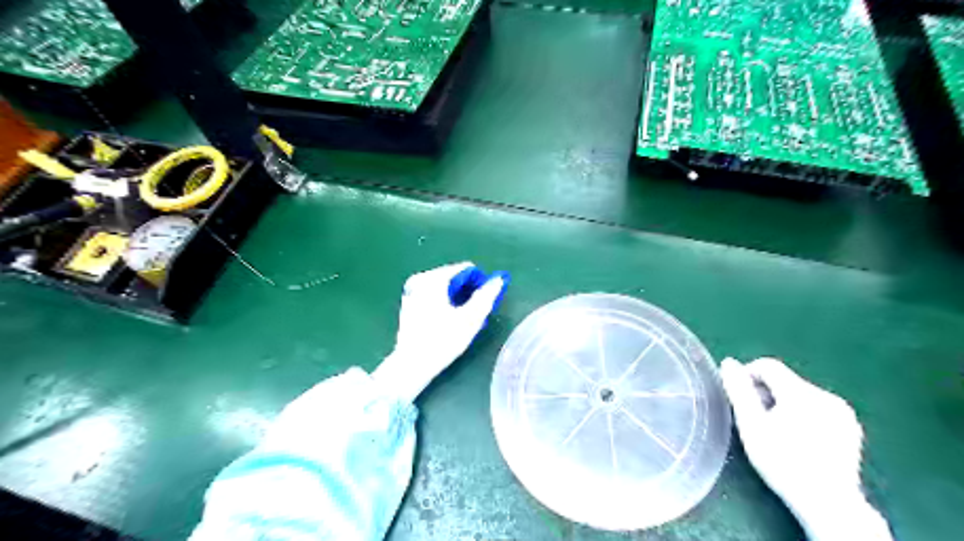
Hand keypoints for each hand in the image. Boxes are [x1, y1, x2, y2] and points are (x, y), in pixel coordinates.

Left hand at [369, 262, 506, 401]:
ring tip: (464, 319)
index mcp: (434, 279)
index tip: (485, 302)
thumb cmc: (443, 341)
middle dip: (468, 291)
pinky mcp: (409, 304)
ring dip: (457, 298)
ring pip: (444, 287)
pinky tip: (449, 321)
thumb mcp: (470, 318)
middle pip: (454, 277)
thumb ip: (487, 296)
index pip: (466, 269)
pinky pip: (433, 295)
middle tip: (476, 313)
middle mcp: (421, 279)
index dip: (480, 283)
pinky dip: (444, 302)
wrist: (412, 365)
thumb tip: (499, 279)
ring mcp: (412, 291)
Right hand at [718, 358, 892, 539]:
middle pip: (785, 380)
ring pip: (801, 394)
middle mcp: (826, 396)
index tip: (739, 397)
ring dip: (783, 404)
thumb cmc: (782, 461)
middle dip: (765, 393)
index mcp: (801, 392)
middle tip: (754, 418)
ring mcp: (842, 412)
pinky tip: (797, 438)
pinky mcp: (851, 428)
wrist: (828, 503)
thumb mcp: (751, 425)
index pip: (768, 366)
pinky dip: (802, 414)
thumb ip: (739, 390)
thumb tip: (729, 363)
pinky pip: (818, 408)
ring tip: (774, 430)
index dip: (748, 375)